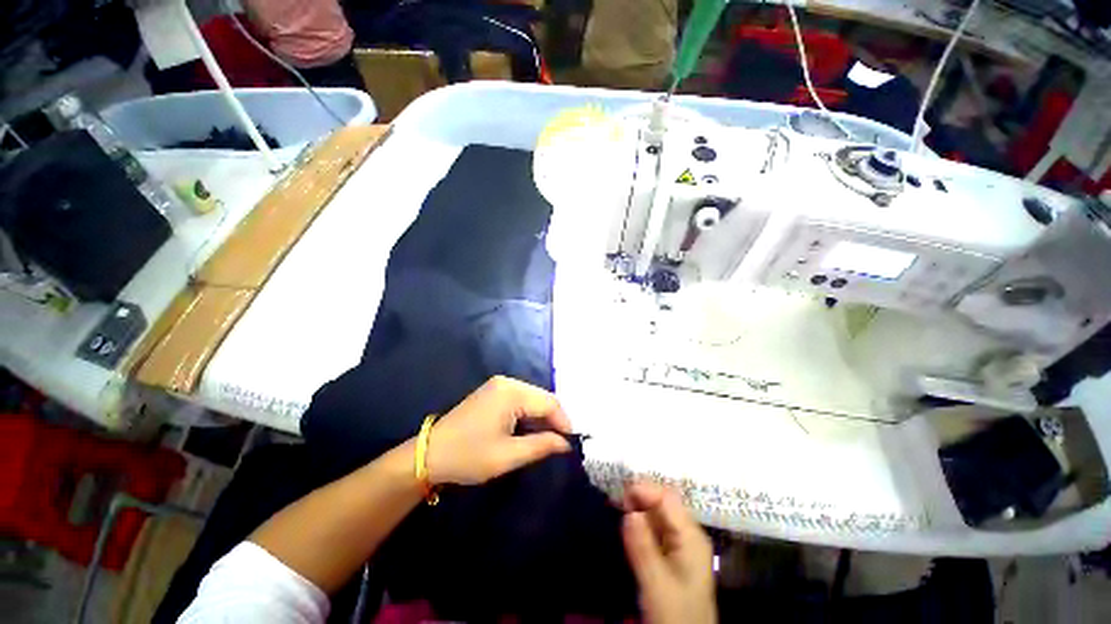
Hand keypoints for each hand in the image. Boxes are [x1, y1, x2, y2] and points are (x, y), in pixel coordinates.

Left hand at [425, 376, 572, 485]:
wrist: (429, 454)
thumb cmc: (468, 456)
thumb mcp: (507, 456)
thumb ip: (541, 446)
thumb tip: (566, 444)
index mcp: (511, 392)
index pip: (549, 402)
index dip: (563, 422)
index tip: (570, 444)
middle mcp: (507, 382)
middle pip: (542, 397)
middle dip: (553, 420)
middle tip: (560, 444)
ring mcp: (498, 385)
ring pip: (532, 398)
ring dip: (541, 418)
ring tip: (547, 440)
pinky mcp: (493, 392)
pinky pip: (520, 399)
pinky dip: (529, 415)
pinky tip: (529, 431)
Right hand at [622, 482, 715, 623]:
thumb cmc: (676, 615)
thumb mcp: (657, 584)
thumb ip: (643, 548)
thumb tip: (629, 511)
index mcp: (691, 536)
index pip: (667, 499)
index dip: (644, 489)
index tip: (620, 492)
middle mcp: (687, 534)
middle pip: (663, 503)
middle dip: (640, 496)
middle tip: (616, 499)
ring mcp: (680, 543)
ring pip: (657, 514)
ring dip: (638, 507)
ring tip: (617, 505)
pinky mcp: (672, 553)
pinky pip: (655, 528)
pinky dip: (640, 521)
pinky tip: (627, 522)